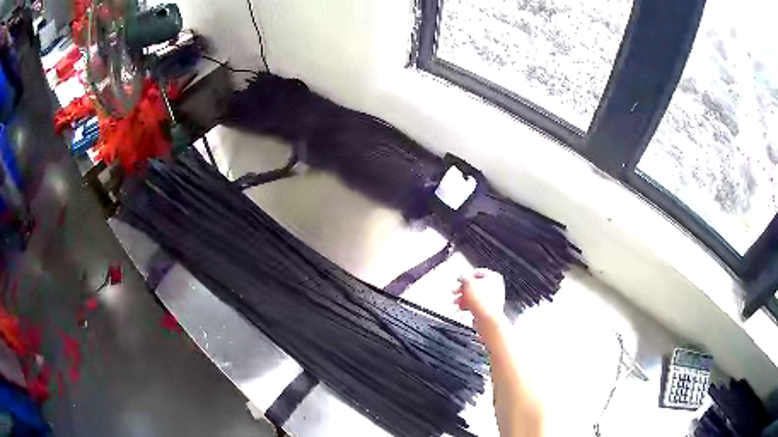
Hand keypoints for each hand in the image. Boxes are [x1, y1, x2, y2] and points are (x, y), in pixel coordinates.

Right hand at [454, 269, 505, 324]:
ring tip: (455, 302)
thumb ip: (464, 278)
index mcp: (494, 277)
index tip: (459, 280)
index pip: (478, 273)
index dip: (466, 276)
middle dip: (463, 289)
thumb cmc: (482, 299)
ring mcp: (493, 299)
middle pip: (475, 286)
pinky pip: (477, 305)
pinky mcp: (488, 309)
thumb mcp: (468, 283)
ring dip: (463, 298)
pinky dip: (468, 306)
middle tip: (455, 291)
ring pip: (475, 296)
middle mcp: (495, 287)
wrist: (487, 318)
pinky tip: (461, 308)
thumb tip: (462, 277)